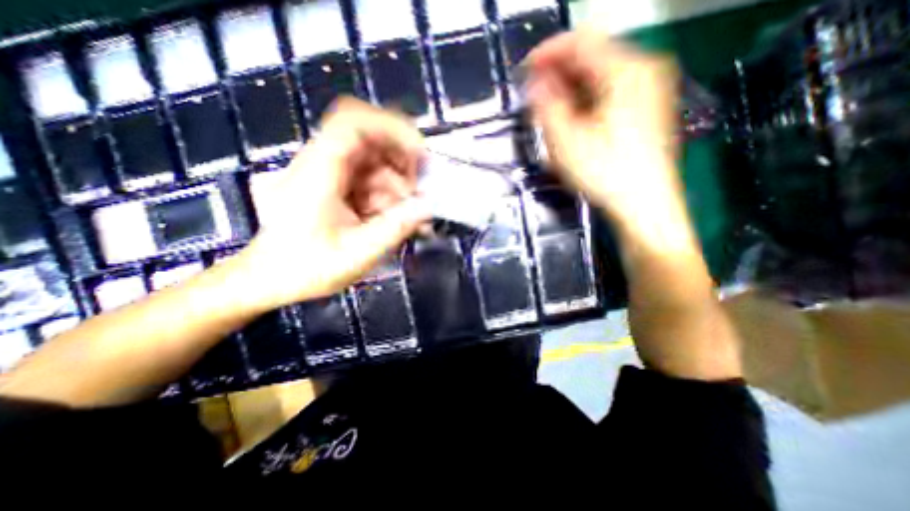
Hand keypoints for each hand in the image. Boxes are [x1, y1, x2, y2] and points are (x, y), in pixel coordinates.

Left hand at [233, 96, 432, 311]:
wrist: (271, 278)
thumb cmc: (306, 268)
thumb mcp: (357, 253)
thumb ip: (396, 228)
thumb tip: (428, 206)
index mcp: (319, 171)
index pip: (354, 122)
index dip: (392, 128)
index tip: (419, 155)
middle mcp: (323, 163)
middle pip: (371, 140)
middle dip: (403, 163)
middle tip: (420, 191)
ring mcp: (330, 174)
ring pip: (376, 163)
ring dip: (399, 185)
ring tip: (410, 215)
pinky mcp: (337, 187)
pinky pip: (372, 181)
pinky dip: (389, 196)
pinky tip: (398, 219)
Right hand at [524, 31, 685, 232]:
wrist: (644, 205)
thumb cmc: (604, 173)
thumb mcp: (566, 140)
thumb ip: (546, 106)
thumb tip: (535, 84)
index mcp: (625, 71)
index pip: (580, 41)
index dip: (547, 53)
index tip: (523, 71)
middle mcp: (643, 70)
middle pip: (592, 56)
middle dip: (558, 72)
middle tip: (533, 94)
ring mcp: (649, 89)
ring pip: (600, 75)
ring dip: (570, 88)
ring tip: (548, 109)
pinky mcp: (646, 109)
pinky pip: (609, 91)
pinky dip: (585, 99)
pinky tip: (572, 118)